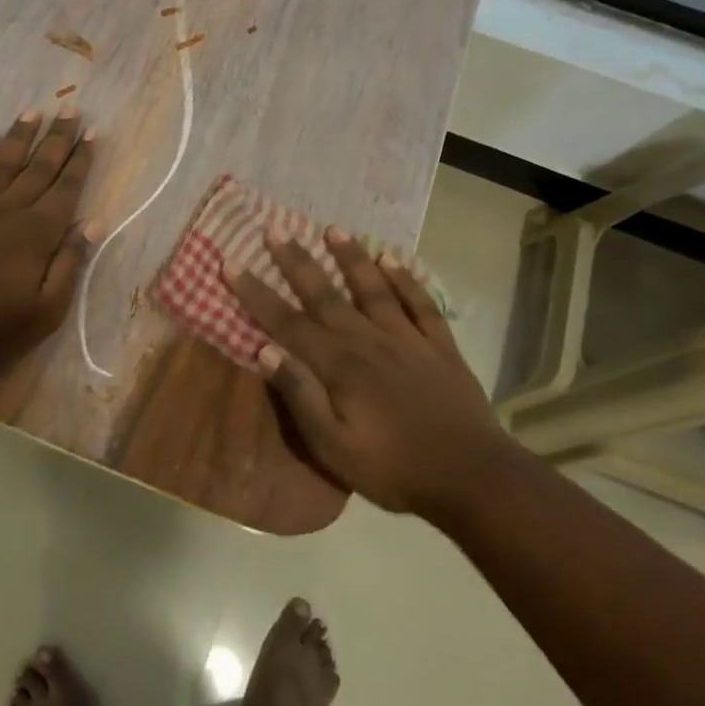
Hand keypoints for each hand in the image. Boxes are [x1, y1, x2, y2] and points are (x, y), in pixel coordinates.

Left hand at [0, 109, 96, 371]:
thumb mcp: (47, 310)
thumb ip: (70, 264)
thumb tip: (94, 223)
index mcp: (38, 232)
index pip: (66, 187)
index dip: (81, 160)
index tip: (93, 133)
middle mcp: (9, 209)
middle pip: (39, 167)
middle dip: (58, 137)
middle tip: (71, 109)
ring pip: (2, 162)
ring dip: (19, 135)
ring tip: (33, 111)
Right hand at [227, 228, 504, 521]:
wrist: (472, 476)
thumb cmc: (393, 468)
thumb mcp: (333, 447)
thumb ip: (300, 396)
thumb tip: (265, 349)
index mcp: (338, 366)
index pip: (287, 322)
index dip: (256, 293)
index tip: (232, 264)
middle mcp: (368, 341)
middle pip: (325, 295)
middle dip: (296, 262)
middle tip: (275, 229)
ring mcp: (407, 339)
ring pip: (373, 289)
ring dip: (352, 258)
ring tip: (333, 230)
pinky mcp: (440, 346)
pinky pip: (420, 304)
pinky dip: (407, 280)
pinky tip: (393, 260)